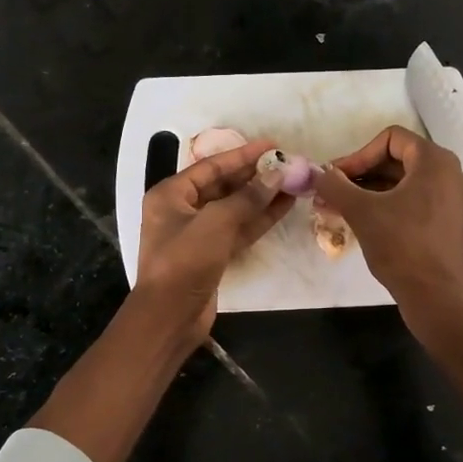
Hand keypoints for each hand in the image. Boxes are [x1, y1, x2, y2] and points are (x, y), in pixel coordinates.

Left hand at [136, 138, 291, 338]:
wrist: (170, 316)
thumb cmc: (184, 262)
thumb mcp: (215, 223)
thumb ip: (248, 197)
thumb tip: (277, 174)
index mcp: (171, 194)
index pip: (211, 167)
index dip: (243, 155)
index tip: (273, 145)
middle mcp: (182, 210)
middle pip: (224, 185)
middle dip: (255, 176)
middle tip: (287, 164)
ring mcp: (198, 234)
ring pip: (235, 208)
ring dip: (262, 197)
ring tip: (293, 183)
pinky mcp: (212, 254)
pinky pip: (238, 229)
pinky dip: (260, 219)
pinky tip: (284, 207)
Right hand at [313, 126, 462, 312]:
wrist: (434, 295)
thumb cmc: (400, 246)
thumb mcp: (361, 212)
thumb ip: (335, 186)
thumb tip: (316, 173)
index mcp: (435, 161)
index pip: (390, 139)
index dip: (358, 155)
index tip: (336, 178)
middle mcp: (449, 172)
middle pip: (396, 159)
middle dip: (360, 174)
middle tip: (331, 192)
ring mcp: (452, 197)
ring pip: (403, 182)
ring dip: (369, 191)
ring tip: (337, 207)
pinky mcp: (447, 219)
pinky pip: (413, 199)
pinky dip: (386, 204)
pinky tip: (360, 219)